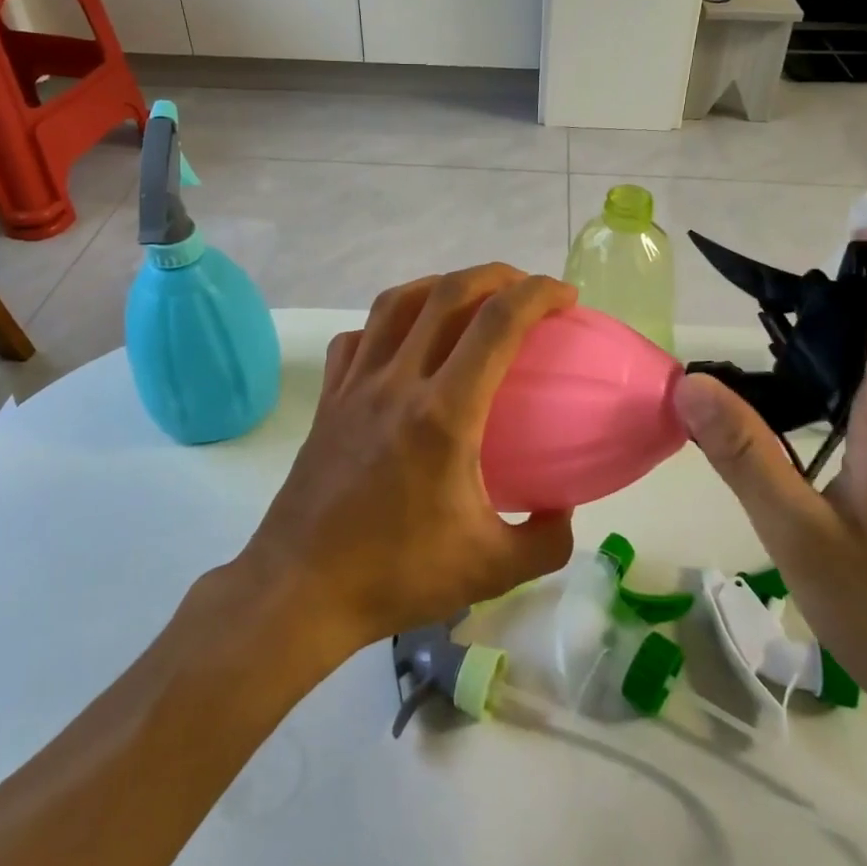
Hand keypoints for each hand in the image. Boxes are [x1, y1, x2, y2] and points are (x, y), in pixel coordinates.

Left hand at [237, 265, 577, 656]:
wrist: (301, 590)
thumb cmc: (397, 576)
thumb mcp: (492, 570)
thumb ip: (546, 540)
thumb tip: (564, 509)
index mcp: (444, 413)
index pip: (497, 324)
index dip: (538, 295)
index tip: (565, 297)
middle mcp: (398, 382)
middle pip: (447, 294)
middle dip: (496, 275)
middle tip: (525, 287)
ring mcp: (356, 386)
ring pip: (396, 303)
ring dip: (440, 285)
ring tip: (468, 298)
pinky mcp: (328, 399)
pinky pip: (357, 338)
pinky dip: (385, 324)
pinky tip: (400, 341)